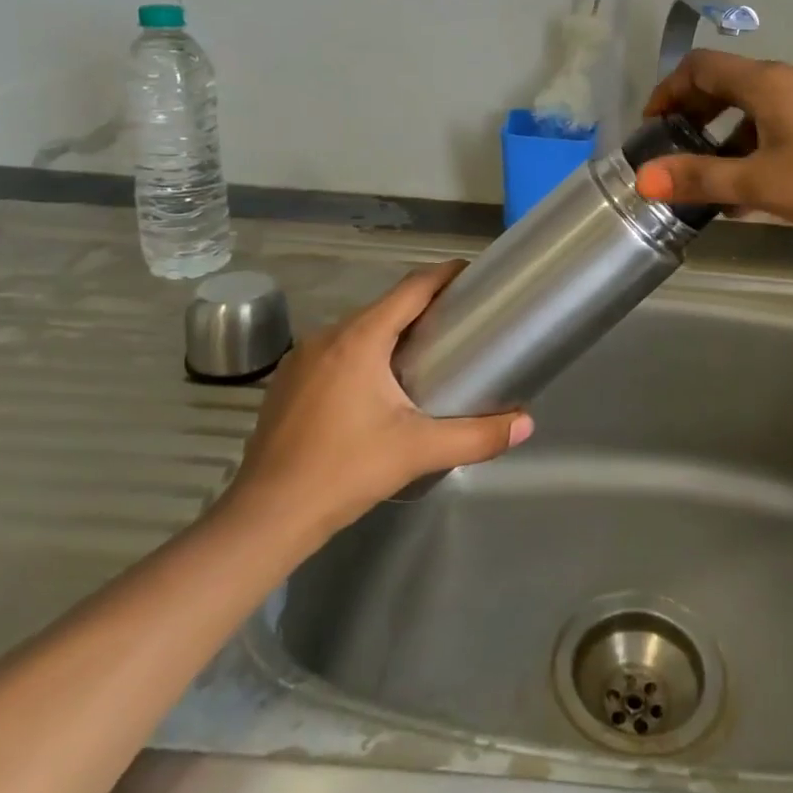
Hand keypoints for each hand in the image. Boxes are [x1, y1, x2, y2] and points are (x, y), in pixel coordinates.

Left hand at [221, 262, 531, 546]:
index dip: (444, 275)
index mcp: (360, 339)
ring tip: (426, 356)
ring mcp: (301, 359)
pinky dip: (363, 355)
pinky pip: (335, 352)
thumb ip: (477, 436)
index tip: (472, 274)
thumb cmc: (345, 472)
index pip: (411, 288)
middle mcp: (328, 336)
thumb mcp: (418, 450)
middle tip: (460, 323)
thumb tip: (526, 424)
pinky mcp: (287, 382)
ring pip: (358, 330)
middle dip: (423, 308)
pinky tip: (376, 388)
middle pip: (385, 307)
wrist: (266, 518)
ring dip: (391, 334)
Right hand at [636, 52, 792, 245]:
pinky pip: (788, 122)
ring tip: (717, 180)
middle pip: (731, 84)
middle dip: (697, 115)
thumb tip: (643, 179)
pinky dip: (762, 144)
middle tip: (679, 152)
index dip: (669, 91)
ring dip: (730, 136)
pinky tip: (763, 187)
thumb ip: (701, 178)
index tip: (653, 126)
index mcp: (770, 83)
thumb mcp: (762, 185)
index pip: (702, 67)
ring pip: (761, 107)